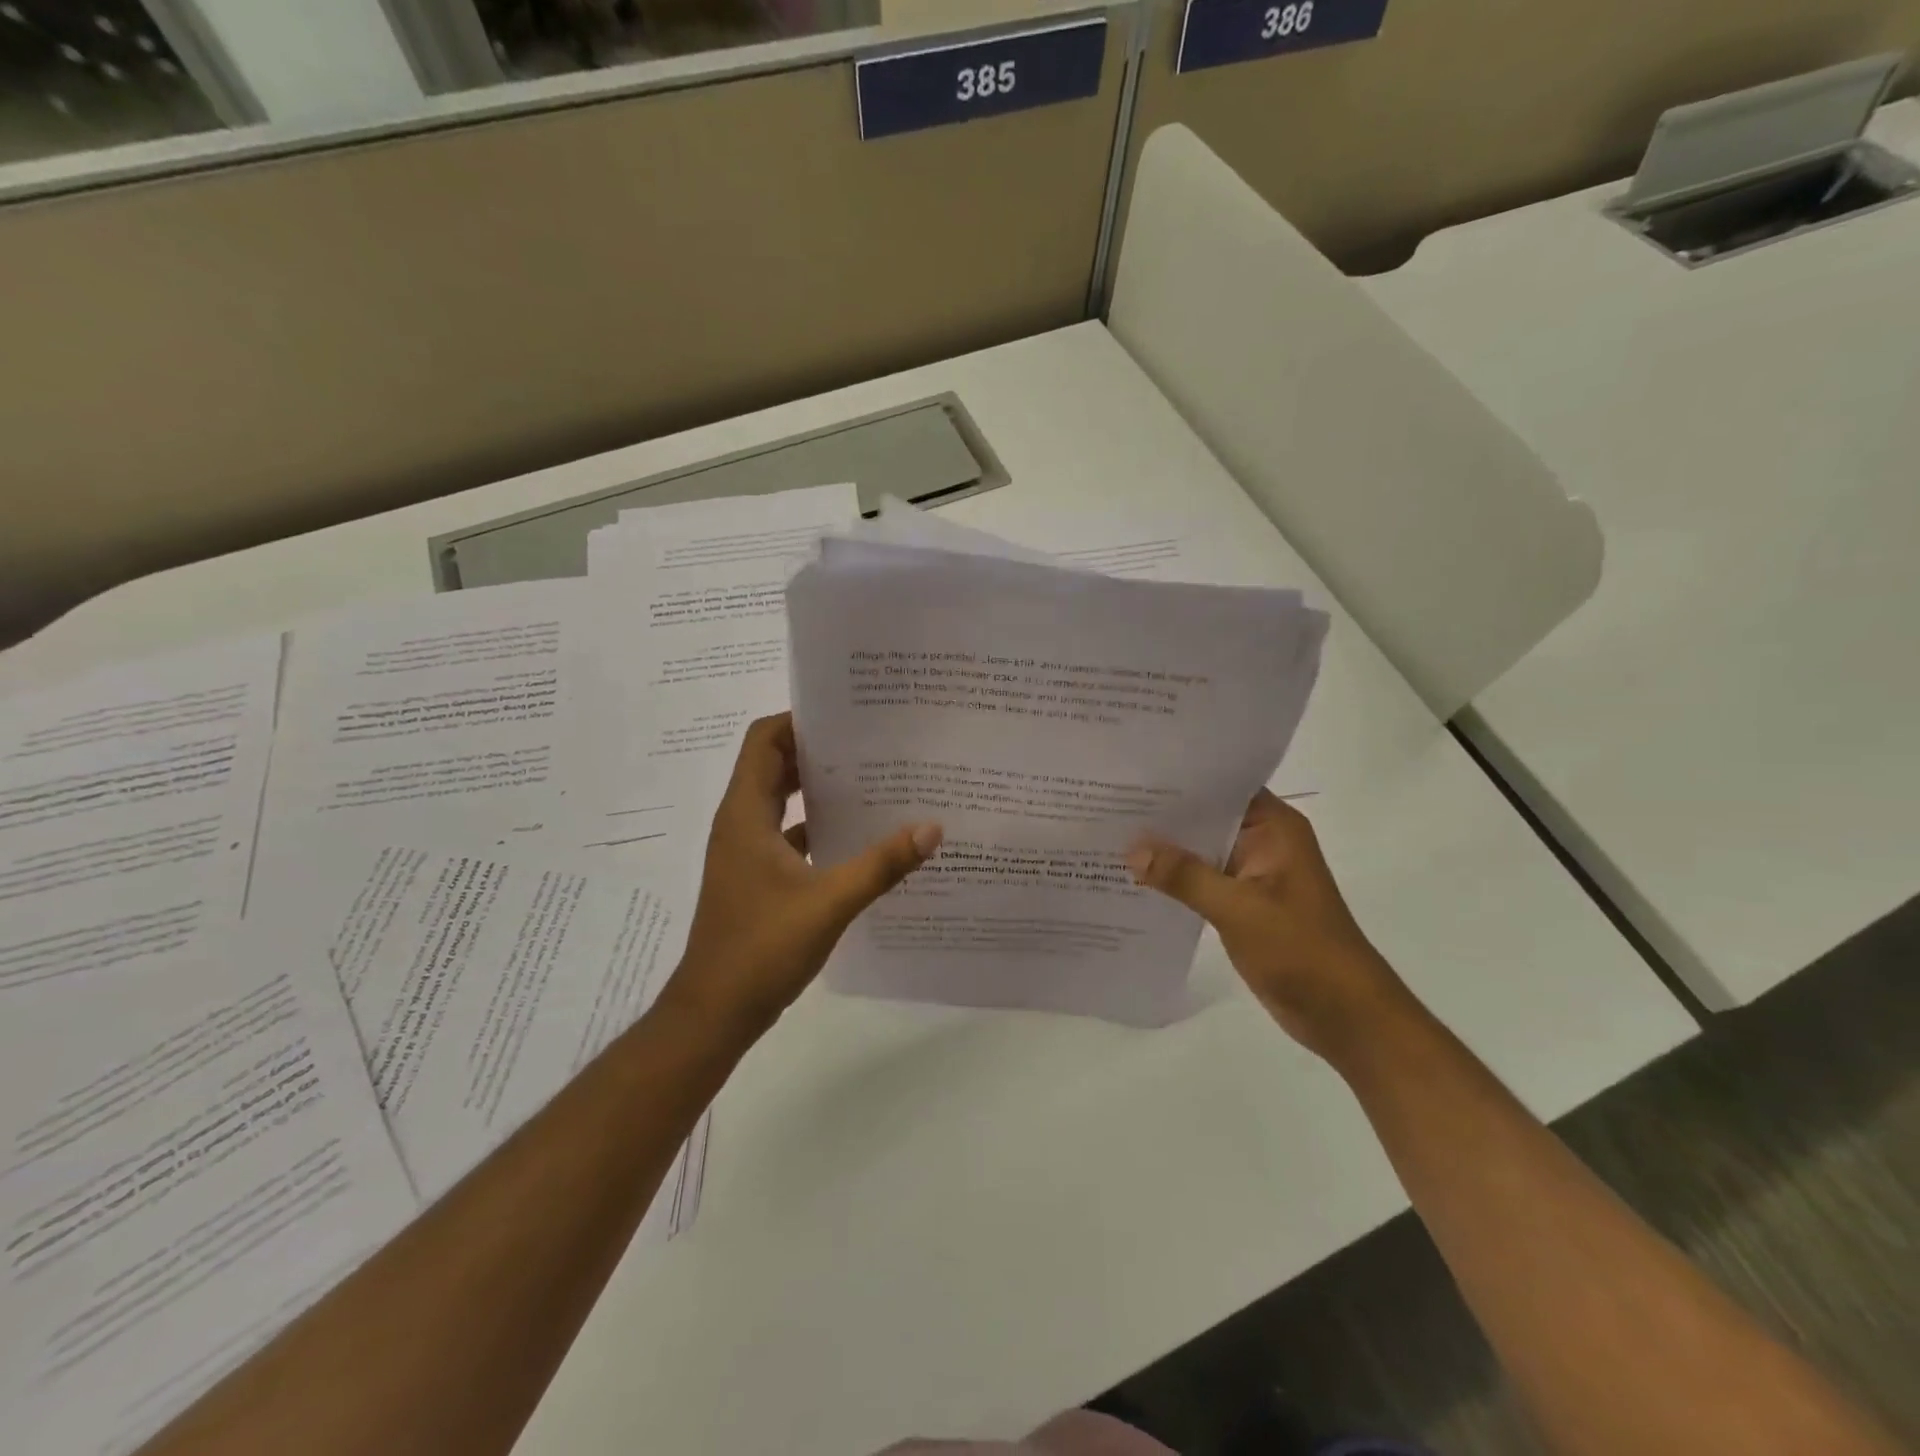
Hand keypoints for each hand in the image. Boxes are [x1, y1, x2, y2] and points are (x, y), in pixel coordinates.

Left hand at [665, 714, 941, 1040]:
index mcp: (746, 814)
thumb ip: (881, 864)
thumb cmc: (761, 949)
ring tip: (874, 781)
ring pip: (784, 802)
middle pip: (776, 766)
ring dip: (820, 789)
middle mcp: (741, 824)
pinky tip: (860, 838)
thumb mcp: (829, 903)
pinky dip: (819, 827)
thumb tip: (932, 828)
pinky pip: (790, 835)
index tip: (847, 716)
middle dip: (819, 751)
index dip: (799, 720)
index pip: (765, 741)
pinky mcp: (758, 878)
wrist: (715, 1012)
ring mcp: (747, 852)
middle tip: (872, 743)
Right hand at [1129, 791, 1412, 1059]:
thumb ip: (1184, 875)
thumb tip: (1131, 849)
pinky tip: (1133, 875)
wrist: (1344, 1015)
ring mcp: (1252, 873)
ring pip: (1200, 848)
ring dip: (1164, 847)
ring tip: (1108, 831)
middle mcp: (1262, 841)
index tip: (1131, 772)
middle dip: (1162, 813)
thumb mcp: (1238, 908)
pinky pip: (1200, 878)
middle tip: (1106, 799)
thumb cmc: (1301, 949)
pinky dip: (1173, 877)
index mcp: (1274, 827)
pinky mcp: (1242, 902)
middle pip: (1205, 816)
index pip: (1221, 786)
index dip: (1178, 778)